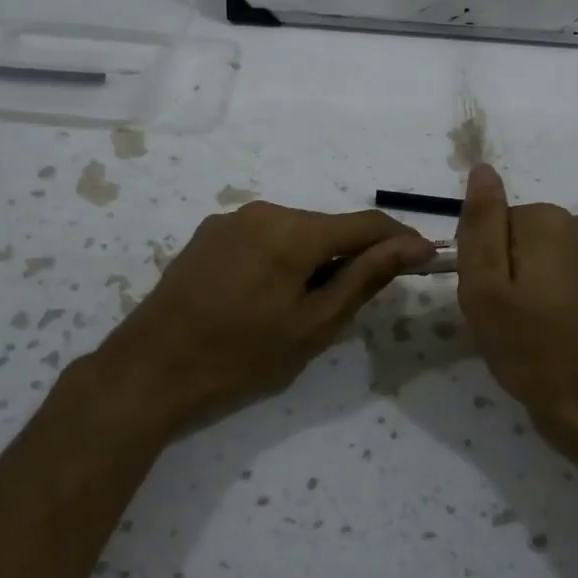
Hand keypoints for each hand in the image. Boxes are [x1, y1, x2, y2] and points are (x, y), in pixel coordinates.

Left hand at [95, 202, 434, 431]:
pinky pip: (262, 237)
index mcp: (293, 231)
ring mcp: (231, 219)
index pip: (364, 223)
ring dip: (312, 259)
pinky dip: (280, 258)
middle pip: (327, 226)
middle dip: (349, 256)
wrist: (153, 366)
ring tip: (298, 308)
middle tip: (348, 306)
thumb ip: (364, 277)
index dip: (399, 240)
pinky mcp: (209, 234)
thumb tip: (412, 246)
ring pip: (294, 232)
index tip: (424, 259)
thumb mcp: (313, 323)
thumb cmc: (241, 353)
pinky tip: (262, 297)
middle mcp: (263, 211)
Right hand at [455, 164, 577, 453]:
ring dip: (525, 289)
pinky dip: (550, 299)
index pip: (489, 223)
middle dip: (503, 274)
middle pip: (514, 237)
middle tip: (504, 321)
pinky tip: (552, 334)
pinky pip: (561, 276)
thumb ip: (480, 224)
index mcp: (547, 220)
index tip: (487, 301)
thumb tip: (482, 169)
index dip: (479, 264)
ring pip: (536, 258)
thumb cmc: (533, 350)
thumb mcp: (486, 288)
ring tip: (528, 332)